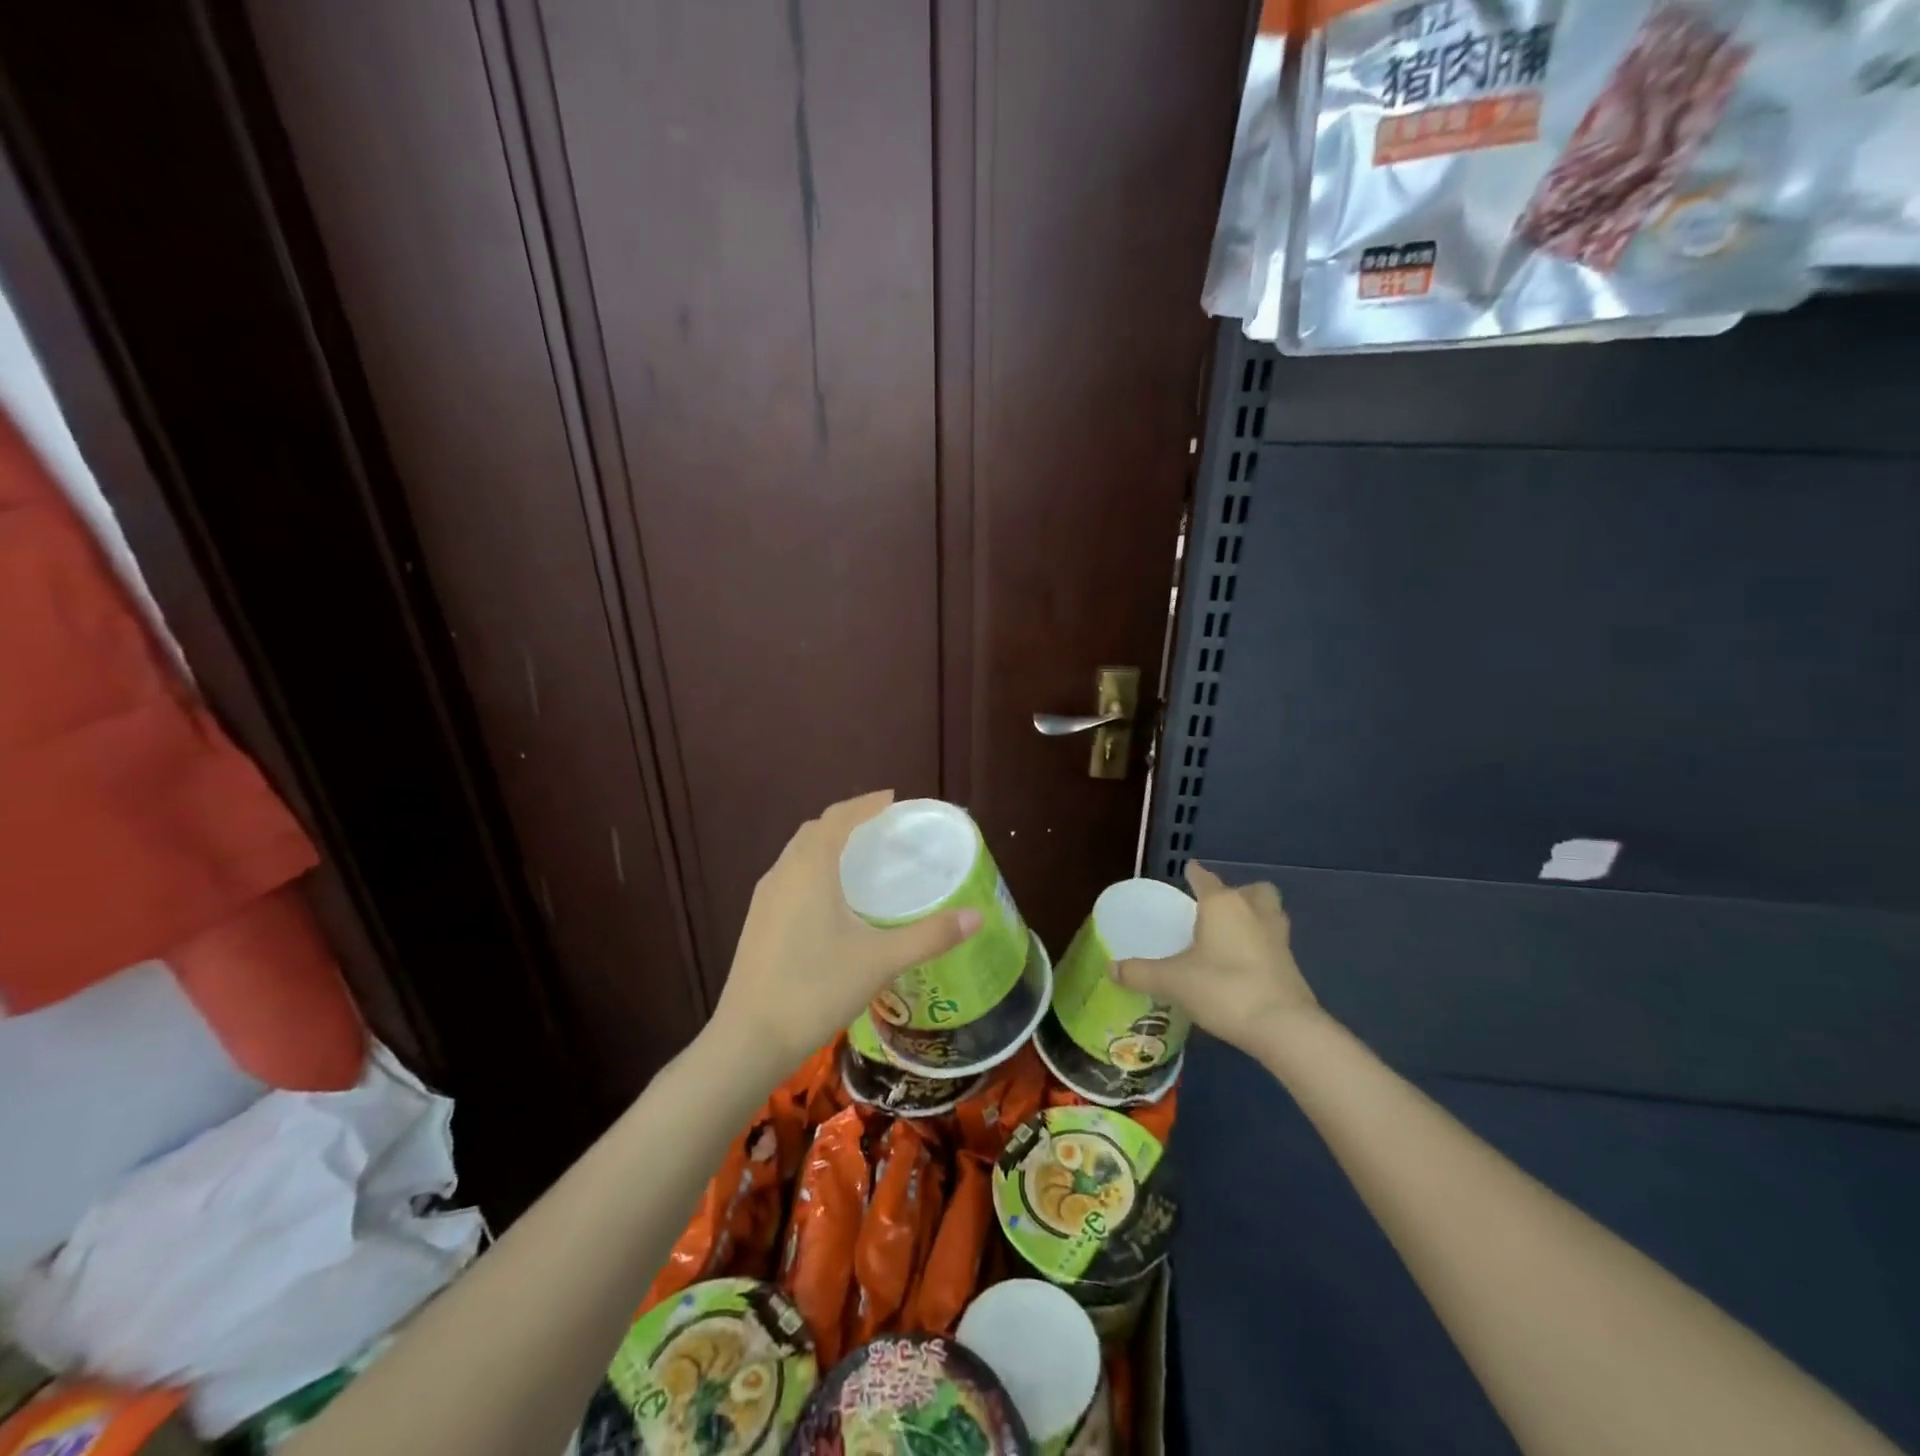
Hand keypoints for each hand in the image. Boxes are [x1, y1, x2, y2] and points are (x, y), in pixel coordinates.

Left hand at [710, 790, 981, 1076]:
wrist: (749, 1039)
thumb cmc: (816, 988)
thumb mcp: (881, 960)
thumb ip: (930, 935)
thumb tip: (976, 917)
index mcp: (810, 867)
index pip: (838, 817)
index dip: (866, 804)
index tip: (893, 799)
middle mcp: (782, 873)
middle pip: (815, 830)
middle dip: (847, 821)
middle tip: (882, 828)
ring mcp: (764, 899)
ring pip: (798, 854)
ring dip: (827, 845)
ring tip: (861, 858)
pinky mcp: (757, 923)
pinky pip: (789, 876)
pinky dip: (813, 869)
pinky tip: (832, 900)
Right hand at [1113, 862, 1318, 1055]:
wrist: (1282, 1027)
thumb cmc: (1223, 988)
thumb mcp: (1172, 981)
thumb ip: (1140, 973)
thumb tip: (1111, 969)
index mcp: (1222, 905)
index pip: (1205, 879)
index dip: (1195, 873)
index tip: (1188, 870)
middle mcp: (1253, 912)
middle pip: (1252, 890)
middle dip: (1238, 893)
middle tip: (1217, 909)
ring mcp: (1278, 938)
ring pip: (1271, 913)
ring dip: (1256, 916)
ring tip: (1234, 934)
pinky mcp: (1292, 965)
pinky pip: (1275, 942)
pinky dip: (1262, 946)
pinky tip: (1245, 964)